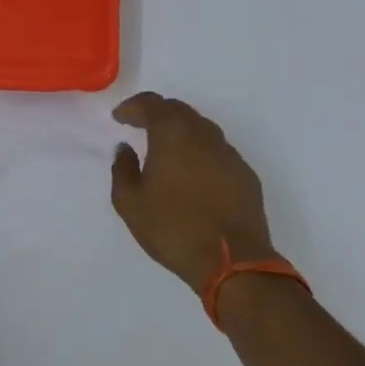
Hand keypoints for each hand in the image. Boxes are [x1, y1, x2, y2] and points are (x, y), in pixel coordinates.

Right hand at [110, 92, 277, 292]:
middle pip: (179, 110)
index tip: (119, 118)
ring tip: (165, 148)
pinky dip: (199, 150)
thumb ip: (122, 170)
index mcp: (173, 135)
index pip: (151, 103)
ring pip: (201, 128)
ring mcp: (229, 153)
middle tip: (140, 126)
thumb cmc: (173, 228)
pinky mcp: (245, 174)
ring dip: (180, 130)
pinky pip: (217, 150)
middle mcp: (203, 135)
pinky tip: (192, 171)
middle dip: (157, 113)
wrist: (232, 261)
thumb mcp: (130, 204)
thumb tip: (125, 149)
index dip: (133, 106)